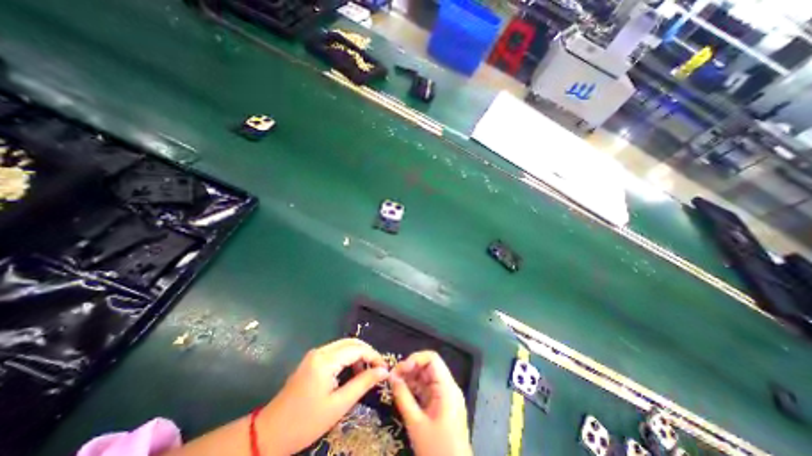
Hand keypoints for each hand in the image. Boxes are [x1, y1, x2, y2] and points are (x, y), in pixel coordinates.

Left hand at [258, 341, 387, 453]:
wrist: (269, 434)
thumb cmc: (305, 423)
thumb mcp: (338, 405)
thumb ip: (363, 384)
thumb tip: (383, 371)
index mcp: (326, 360)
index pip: (357, 349)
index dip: (374, 356)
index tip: (384, 369)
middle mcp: (321, 351)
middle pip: (351, 342)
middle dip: (367, 353)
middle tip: (378, 369)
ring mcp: (315, 354)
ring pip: (344, 345)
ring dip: (358, 355)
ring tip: (366, 372)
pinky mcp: (312, 360)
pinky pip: (336, 351)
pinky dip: (348, 358)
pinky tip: (351, 372)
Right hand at [390, 352, 473, 454]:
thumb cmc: (437, 451)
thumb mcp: (416, 424)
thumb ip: (403, 397)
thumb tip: (391, 377)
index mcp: (447, 388)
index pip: (432, 359)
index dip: (415, 359)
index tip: (400, 369)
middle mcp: (448, 387)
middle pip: (429, 366)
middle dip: (410, 368)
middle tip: (393, 376)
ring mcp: (445, 396)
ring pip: (427, 377)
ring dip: (411, 377)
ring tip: (395, 384)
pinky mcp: (441, 405)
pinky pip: (427, 389)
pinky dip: (415, 388)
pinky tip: (402, 392)